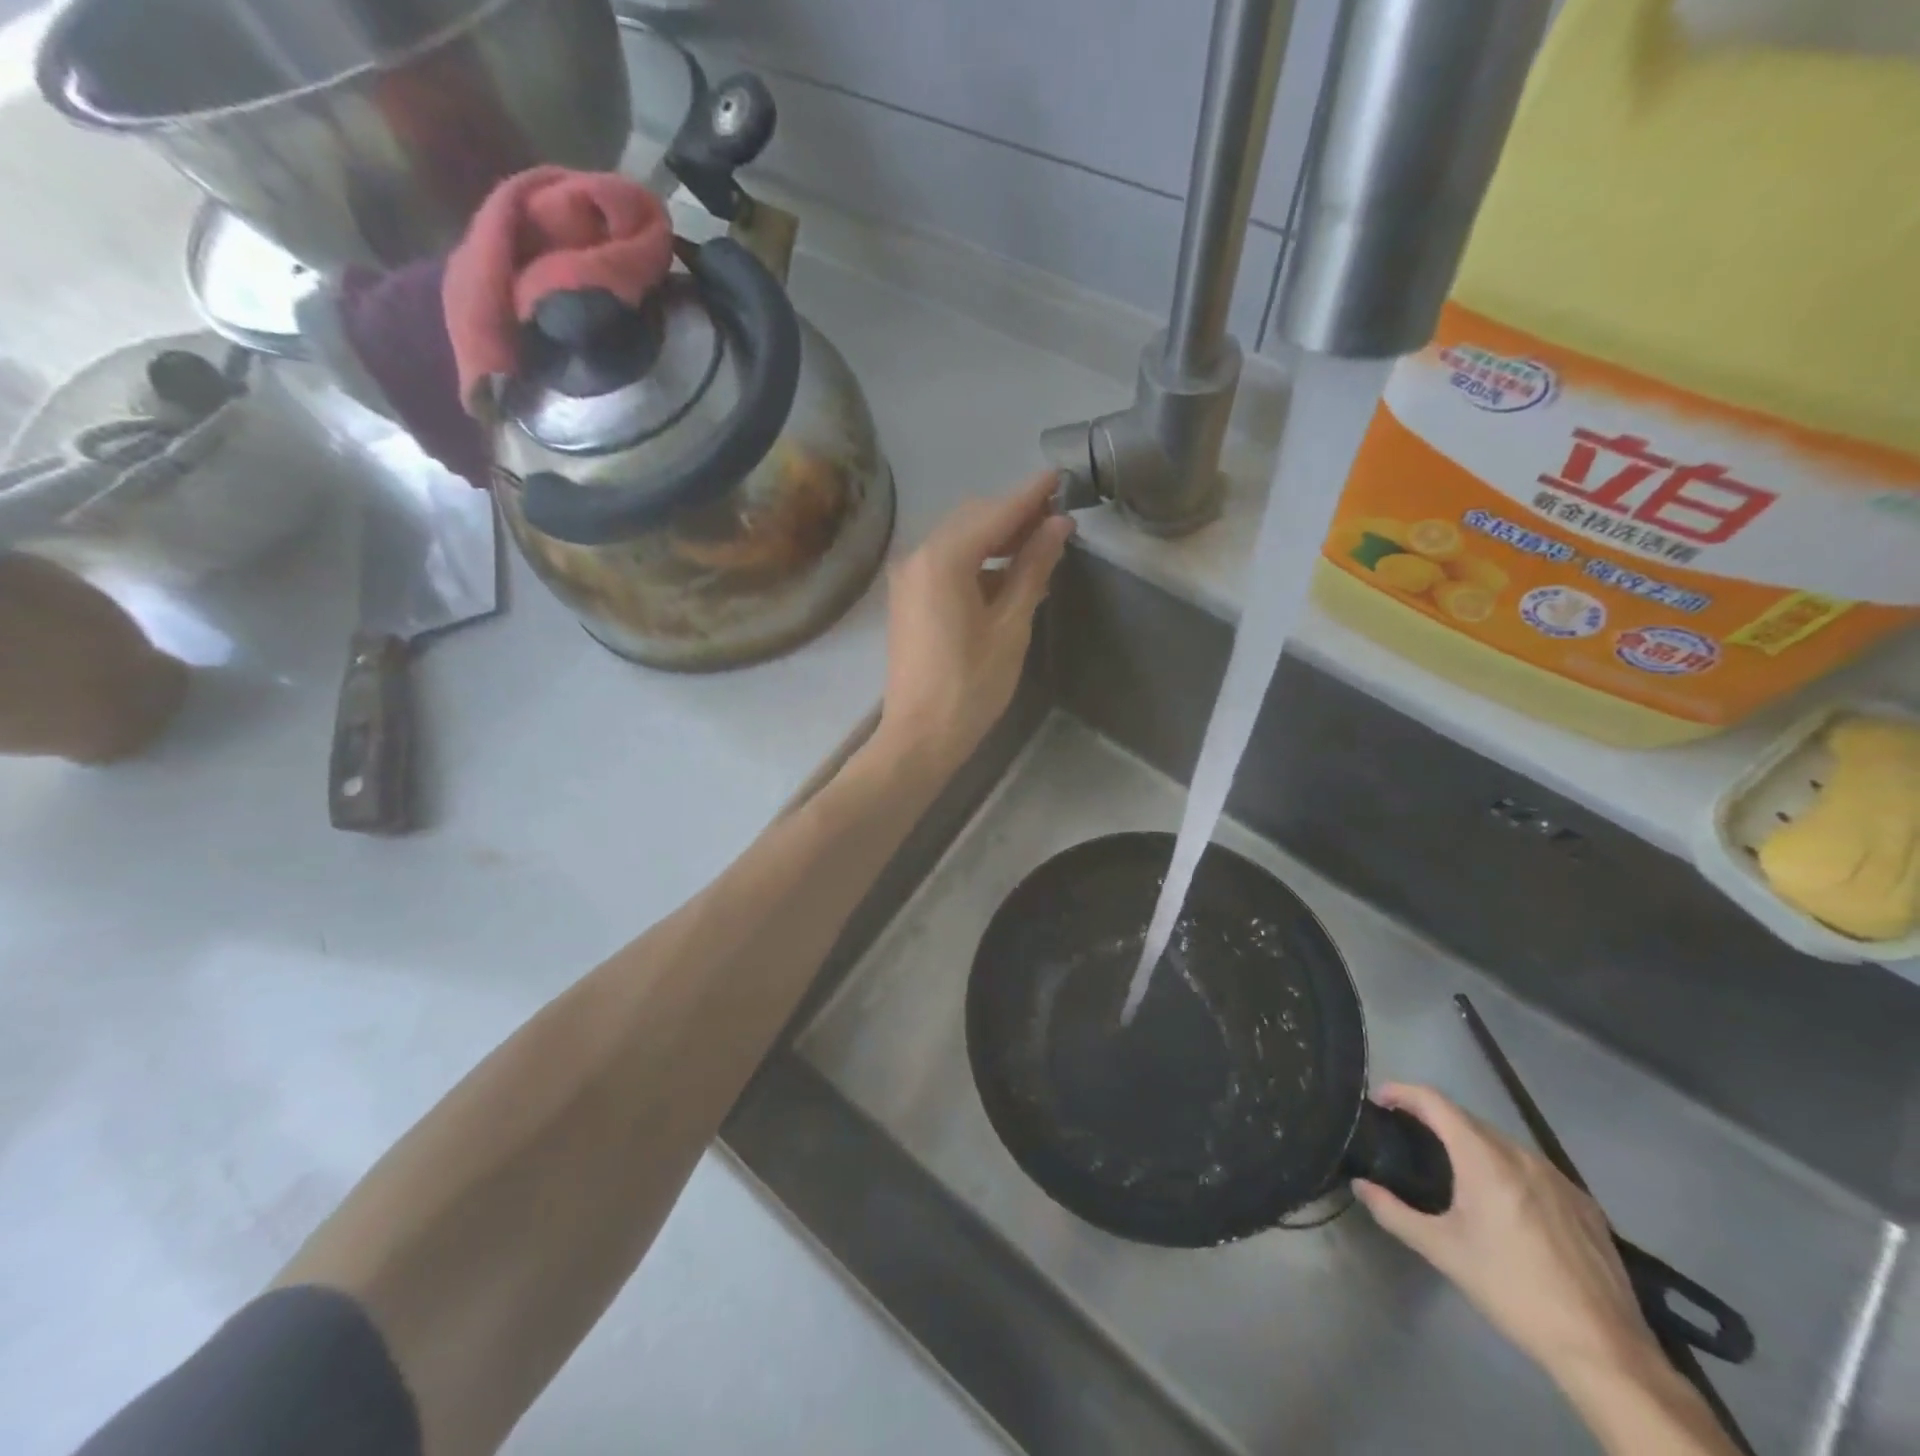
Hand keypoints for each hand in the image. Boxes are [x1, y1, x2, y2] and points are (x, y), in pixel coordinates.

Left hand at [877, 472, 1073, 771]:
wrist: (920, 736)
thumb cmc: (971, 687)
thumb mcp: (1010, 627)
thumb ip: (1033, 569)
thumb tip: (1058, 526)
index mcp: (943, 561)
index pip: (994, 513)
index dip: (1030, 495)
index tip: (1060, 477)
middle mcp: (917, 558)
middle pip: (972, 520)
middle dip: (1013, 515)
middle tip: (1057, 519)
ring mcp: (908, 578)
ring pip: (958, 541)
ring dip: (996, 538)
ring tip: (1040, 546)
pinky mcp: (908, 599)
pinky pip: (946, 564)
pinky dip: (978, 562)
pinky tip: (1008, 576)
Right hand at [1355, 1084, 1656, 1384]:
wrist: (1602, 1348)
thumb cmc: (1511, 1289)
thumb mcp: (1442, 1251)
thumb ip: (1393, 1212)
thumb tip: (1360, 1185)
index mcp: (1484, 1158)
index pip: (1434, 1102)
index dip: (1401, 1092)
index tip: (1378, 1099)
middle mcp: (1522, 1155)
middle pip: (1467, 1118)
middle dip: (1433, 1118)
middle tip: (1407, 1134)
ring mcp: (1559, 1178)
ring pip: (1502, 1142)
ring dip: (1470, 1142)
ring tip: (1451, 1166)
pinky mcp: (1585, 1204)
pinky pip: (1533, 1167)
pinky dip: (1506, 1167)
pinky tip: (1503, 1201)